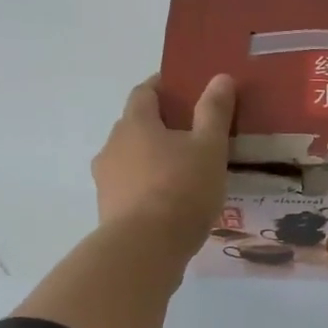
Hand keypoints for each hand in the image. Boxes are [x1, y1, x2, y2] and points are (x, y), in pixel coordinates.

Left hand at [93, 74, 235, 258]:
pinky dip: (147, 187)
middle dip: (159, 126)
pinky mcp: (109, 210)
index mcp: (135, 124)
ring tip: (181, 172)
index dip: (162, 87)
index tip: (182, 89)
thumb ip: (214, 113)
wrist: (144, 249)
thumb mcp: (209, 148)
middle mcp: (112, 146)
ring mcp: (106, 180)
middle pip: (135, 126)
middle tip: (190, 135)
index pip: (144, 92)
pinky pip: (130, 188)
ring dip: (151, 159)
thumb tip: (220, 78)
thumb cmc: (180, 190)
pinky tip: (169, 202)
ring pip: (130, 159)